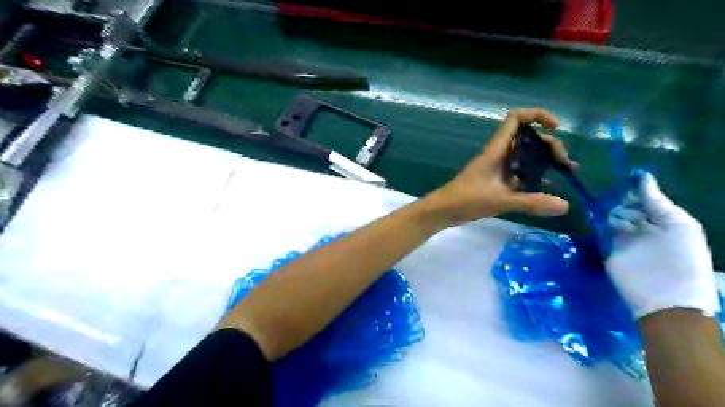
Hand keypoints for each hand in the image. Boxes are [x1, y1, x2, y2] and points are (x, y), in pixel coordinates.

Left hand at [426, 107, 577, 225]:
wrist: (442, 211)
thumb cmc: (464, 200)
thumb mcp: (498, 200)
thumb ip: (530, 202)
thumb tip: (565, 205)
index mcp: (496, 150)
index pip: (515, 119)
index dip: (537, 115)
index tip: (556, 127)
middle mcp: (498, 155)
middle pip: (527, 138)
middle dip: (548, 144)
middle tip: (564, 164)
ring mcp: (497, 169)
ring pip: (525, 157)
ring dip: (544, 161)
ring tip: (564, 173)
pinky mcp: (496, 183)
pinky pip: (519, 174)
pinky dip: (534, 178)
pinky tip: (546, 191)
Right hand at [607, 171, 718, 318]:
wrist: (665, 297)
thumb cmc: (681, 258)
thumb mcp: (678, 225)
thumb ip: (657, 201)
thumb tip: (641, 176)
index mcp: (664, 221)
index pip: (645, 200)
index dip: (635, 190)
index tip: (622, 180)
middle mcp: (643, 228)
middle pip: (625, 207)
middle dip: (620, 202)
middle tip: (613, 201)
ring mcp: (623, 240)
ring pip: (611, 218)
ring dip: (609, 214)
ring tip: (606, 214)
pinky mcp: (607, 251)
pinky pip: (599, 233)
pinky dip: (596, 225)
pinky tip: (593, 219)